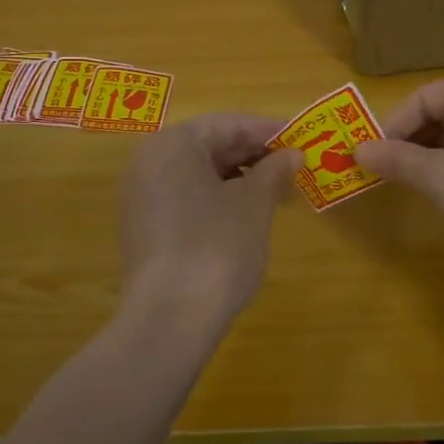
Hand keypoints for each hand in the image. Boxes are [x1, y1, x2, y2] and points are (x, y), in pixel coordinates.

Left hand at [117, 113, 300, 323]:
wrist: (170, 319)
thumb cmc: (217, 246)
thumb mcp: (254, 204)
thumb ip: (274, 171)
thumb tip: (292, 155)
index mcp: (173, 144)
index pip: (227, 124)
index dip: (267, 130)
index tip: (301, 139)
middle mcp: (149, 162)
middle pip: (209, 146)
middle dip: (254, 155)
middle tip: (293, 168)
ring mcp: (142, 197)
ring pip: (198, 175)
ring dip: (239, 179)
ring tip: (277, 194)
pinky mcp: (144, 229)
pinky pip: (186, 199)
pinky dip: (218, 200)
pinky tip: (247, 217)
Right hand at [355, 77, 443, 273]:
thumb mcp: (443, 177)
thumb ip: (398, 159)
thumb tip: (357, 150)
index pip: (428, 96)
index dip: (395, 124)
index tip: (372, 156)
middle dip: (411, 140)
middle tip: (383, 170)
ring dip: (430, 157)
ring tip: (405, 183)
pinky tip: (440, 193)